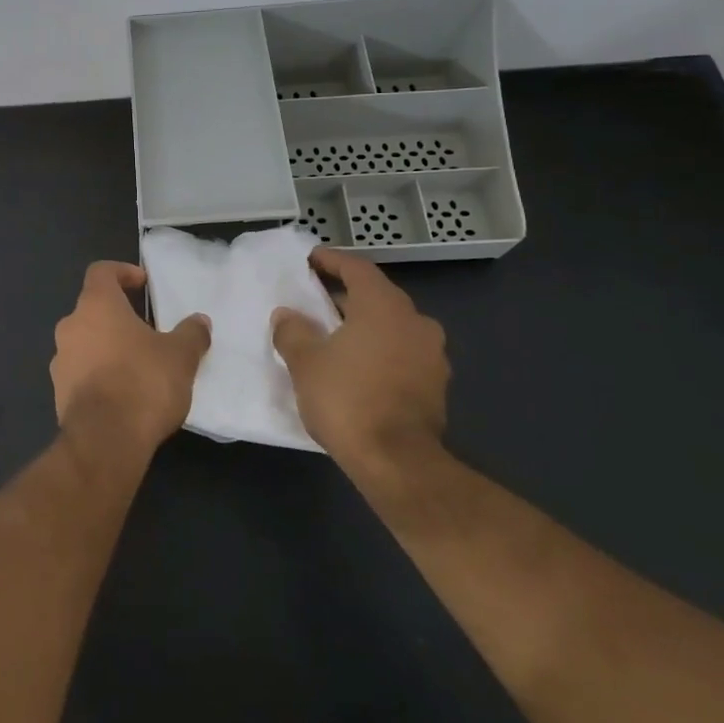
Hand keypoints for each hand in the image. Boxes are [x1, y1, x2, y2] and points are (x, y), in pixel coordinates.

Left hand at [51, 261, 210, 461]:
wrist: (105, 440)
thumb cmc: (143, 383)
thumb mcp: (181, 356)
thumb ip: (191, 334)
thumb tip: (200, 321)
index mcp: (96, 305)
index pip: (101, 272)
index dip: (122, 272)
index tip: (142, 284)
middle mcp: (70, 326)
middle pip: (92, 308)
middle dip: (118, 316)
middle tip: (146, 330)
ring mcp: (59, 360)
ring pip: (84, 341)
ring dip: (107, 346)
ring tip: (137, 364)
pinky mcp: (58, 392)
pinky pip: (80, 371)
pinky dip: (98, 374)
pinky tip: (123, 393)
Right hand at [270, 247, 448, 479]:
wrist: (398, 462)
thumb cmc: (347, 398)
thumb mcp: (305, 362)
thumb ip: (293, 331)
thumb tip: (287, 315)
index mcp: (384, 306)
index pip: (357, 269)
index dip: (331, 261)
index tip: (310, 260)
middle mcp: (416, 322)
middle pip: (377, 296)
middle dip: (346, 297)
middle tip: (316, 302)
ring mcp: (432, 355)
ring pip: (392, 327)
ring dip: (364, 326)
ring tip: (334, 337)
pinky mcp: (436, 385)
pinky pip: (402, 354)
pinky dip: (379, 351)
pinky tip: (357, 368)